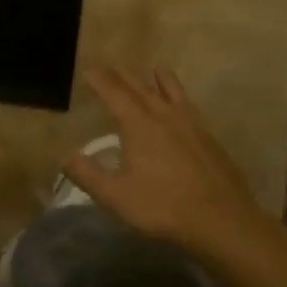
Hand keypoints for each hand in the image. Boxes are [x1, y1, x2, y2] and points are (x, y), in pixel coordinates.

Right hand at [63, 64, 266, 255]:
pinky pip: (191, 108)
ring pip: (173, 93)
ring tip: (156, 69)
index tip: (89, 69)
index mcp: (139, 126)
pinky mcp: (210, 140)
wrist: (221, 220)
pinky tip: (185, 108)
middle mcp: (165, 117)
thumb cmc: (162, 207)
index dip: (101, 80)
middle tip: (112, 66)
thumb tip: (65, 157)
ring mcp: (192, 126)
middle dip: (124, 77)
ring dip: (161, 80)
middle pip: (142, 89)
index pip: (115, 94)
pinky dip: (182, 99)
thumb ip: (88, 174)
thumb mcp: (116, 196)